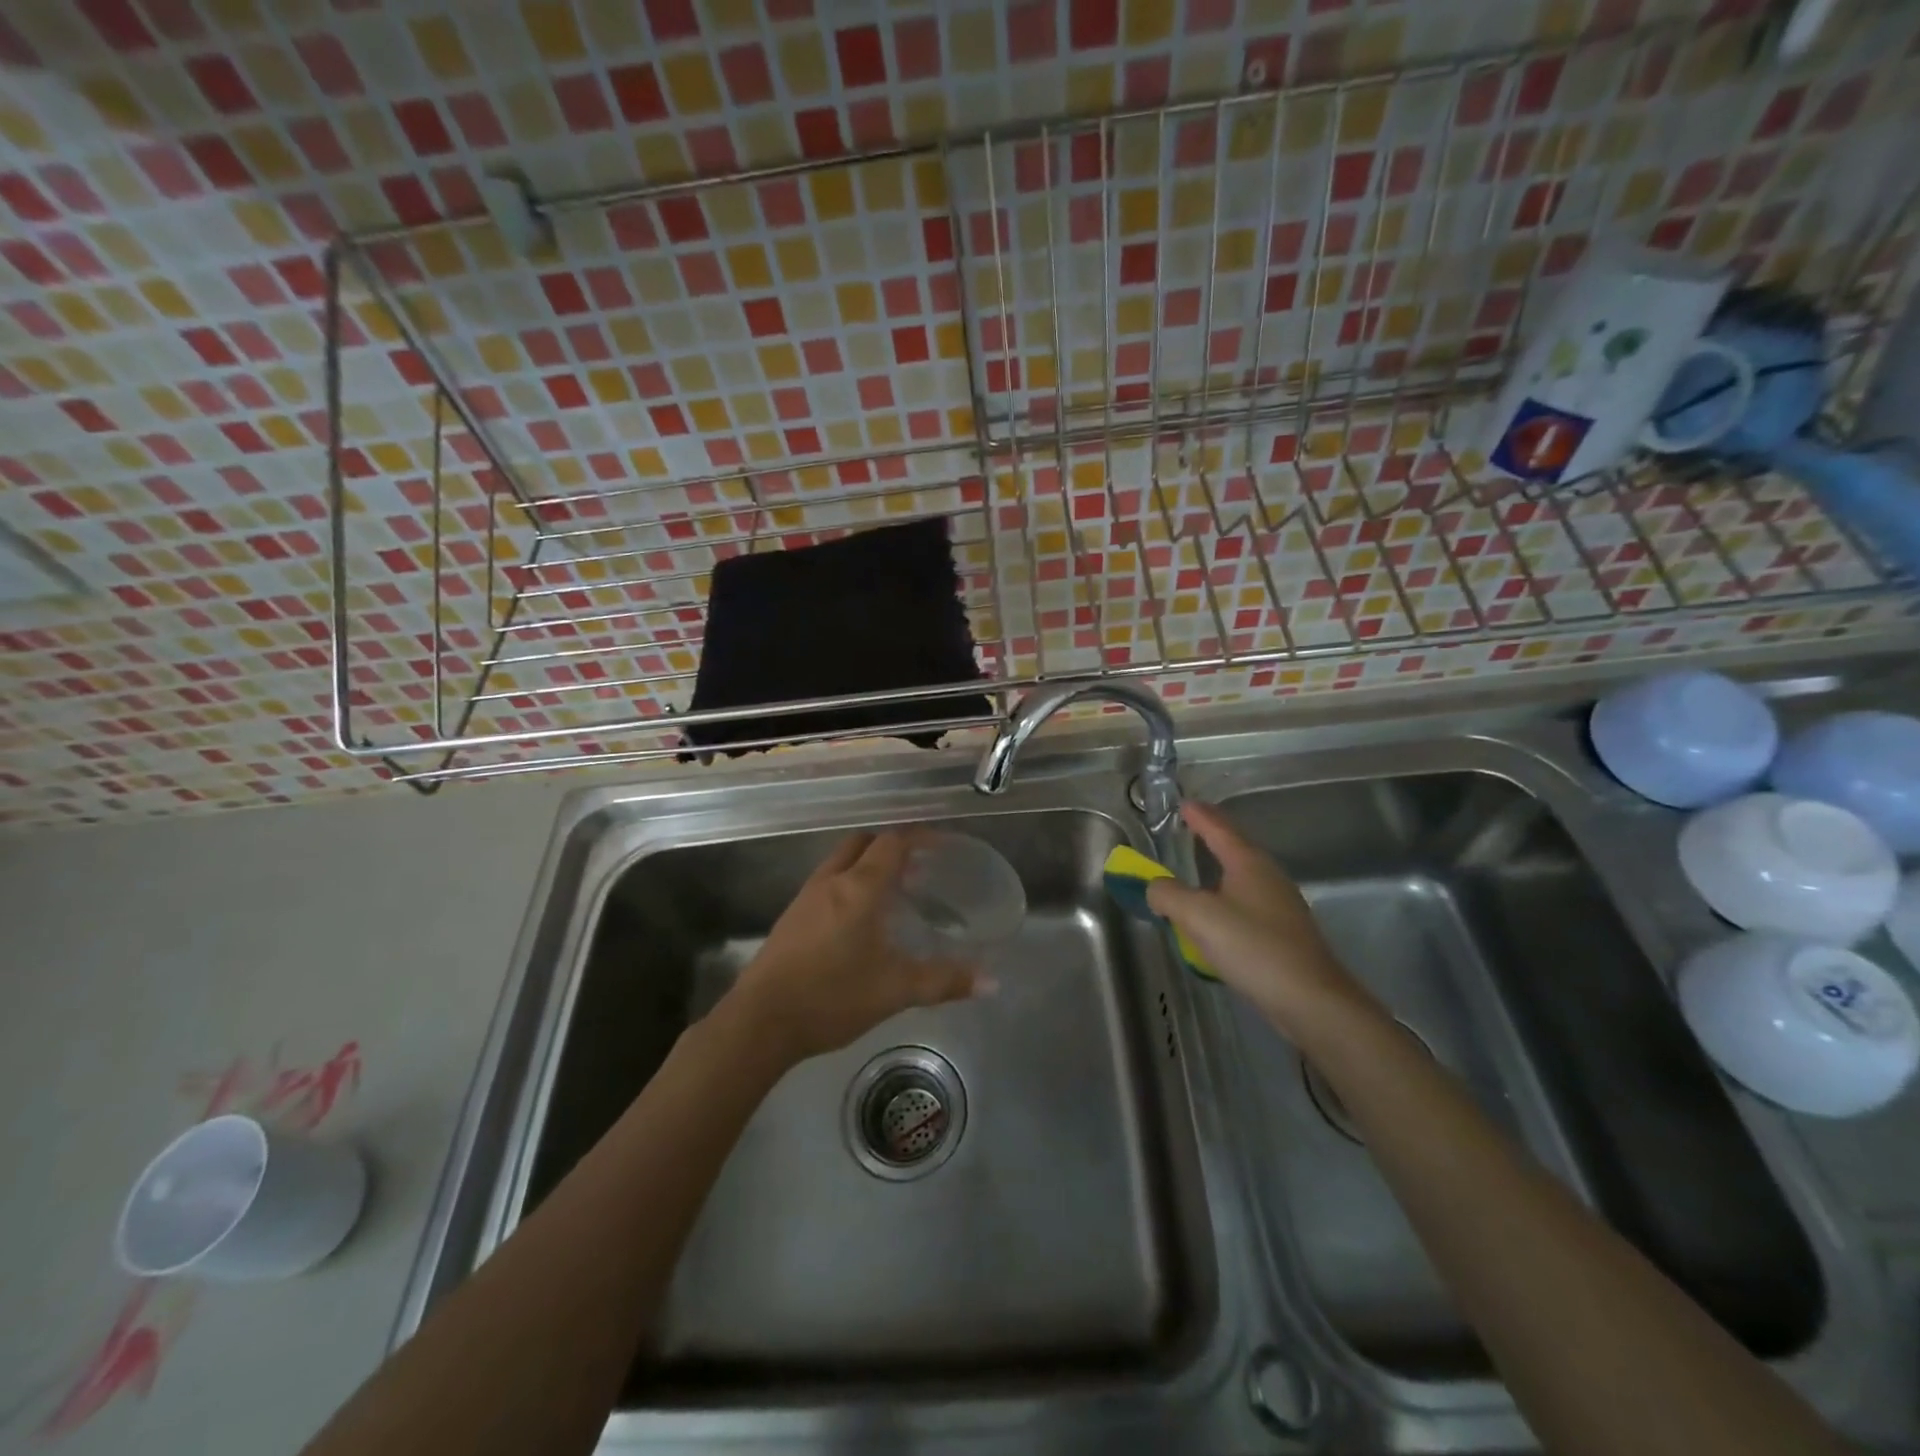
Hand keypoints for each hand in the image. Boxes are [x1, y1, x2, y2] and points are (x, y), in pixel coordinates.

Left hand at [724, 831, 985, 1068]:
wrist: (759, 1022)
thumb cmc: (832, 997)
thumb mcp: (895, 990)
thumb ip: (944, 981)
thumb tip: (992, 981)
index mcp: (859, 887)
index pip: (892, 843)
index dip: (919, 837)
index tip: (943, 845)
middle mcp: (831, 881)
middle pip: (863, 842)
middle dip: (892, 846)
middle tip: (919, 867)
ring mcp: (806, 897)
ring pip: (841, 861)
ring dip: (867, 863)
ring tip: (894, 890)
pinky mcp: (791, 917)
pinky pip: (827, 882)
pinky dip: (849, 882)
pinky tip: (859, 918)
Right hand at [1146, 802, 1382, 1040]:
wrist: (1311, 1000)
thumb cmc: (1253, 947)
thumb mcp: (1198, 916)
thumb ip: (1168, 895)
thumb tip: (1153, 886)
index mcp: (1248, 863)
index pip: (1219, 828)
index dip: (1199, 816)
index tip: (1183, 803)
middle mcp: (1267, 876)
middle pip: (1235, 848)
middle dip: (1212, 836)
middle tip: (1189, 828)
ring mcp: (1279, 905)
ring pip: (1241, 876)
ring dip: (1218, 869)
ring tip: (1197, 870)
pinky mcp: (1283, 932)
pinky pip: (1245, 903)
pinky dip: (1225, 898)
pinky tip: (1216, 915)